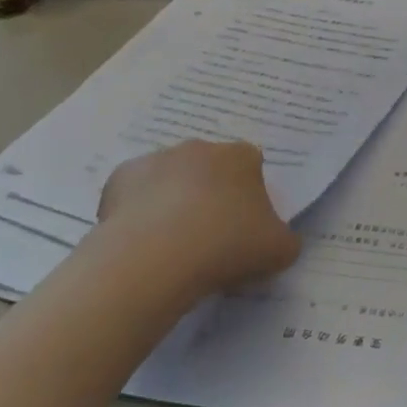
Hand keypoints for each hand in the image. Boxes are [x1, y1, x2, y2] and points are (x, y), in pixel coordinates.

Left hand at [95, 141, 299, 297]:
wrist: (156, 258)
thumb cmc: (227, 246)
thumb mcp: (278, 251)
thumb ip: (285, 240)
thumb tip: (279, 240)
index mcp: (241, 157)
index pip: (252, 167)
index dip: (249, 196)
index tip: (244, 227)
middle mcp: (200, 148)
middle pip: (210, 169)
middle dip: (210, 195)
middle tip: (208, 236)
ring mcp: (157, 159)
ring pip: (171, 179)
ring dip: (173, 201)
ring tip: (171, 245)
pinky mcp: (120, 177)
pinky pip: (135, 194)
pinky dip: (138, 212)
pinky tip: (141, 243)